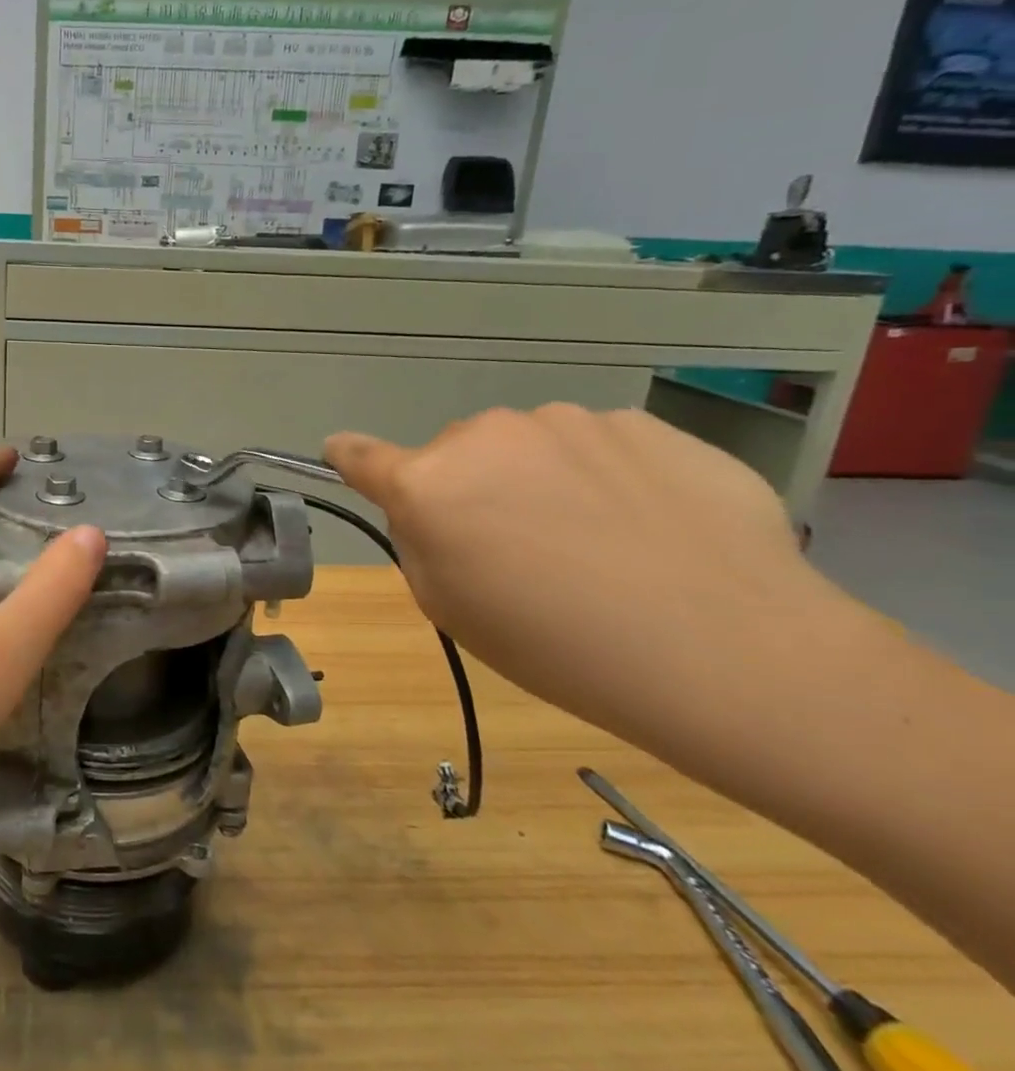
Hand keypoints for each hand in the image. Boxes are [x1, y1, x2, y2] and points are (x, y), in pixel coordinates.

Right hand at [325, 407, 837, 729]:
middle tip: (520, 550)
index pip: (360, 456)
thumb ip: (421, 543)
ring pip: (529, 446)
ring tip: (599, 542)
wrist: (728, 649)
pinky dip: (605, 477)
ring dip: (540, 479)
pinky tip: (650, 527)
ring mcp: (568, 420)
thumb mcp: (451, 609)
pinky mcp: (642, 423)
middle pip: (457, 456)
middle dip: (472, 490)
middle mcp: (486, 435)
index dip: (348, 458)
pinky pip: (597, 447)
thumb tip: (432, 508)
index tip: (342, 455)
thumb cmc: (558, 646)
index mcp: (428, 484)